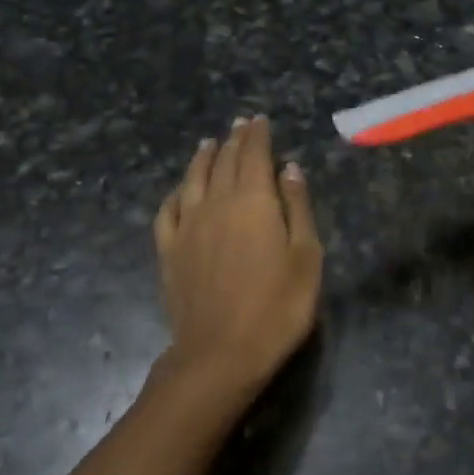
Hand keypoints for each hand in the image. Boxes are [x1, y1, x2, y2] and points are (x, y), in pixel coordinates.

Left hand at [154, 116, 322, 399]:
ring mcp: (188, 226)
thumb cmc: (276, 307)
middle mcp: (216, 203)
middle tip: (239, 124)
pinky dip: (175, 193)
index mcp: (253, 200)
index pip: (254, 154)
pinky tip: (179, 191)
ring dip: (202, 158)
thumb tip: (290, 168)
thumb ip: (298, 207)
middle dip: (233, 139)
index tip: (259, 120)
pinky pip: (168, 211)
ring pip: (193, 179)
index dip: (257, 135)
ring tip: (208, 143)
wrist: (220, 354)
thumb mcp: (306, 257)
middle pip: (224, 161)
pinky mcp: (169, 251)